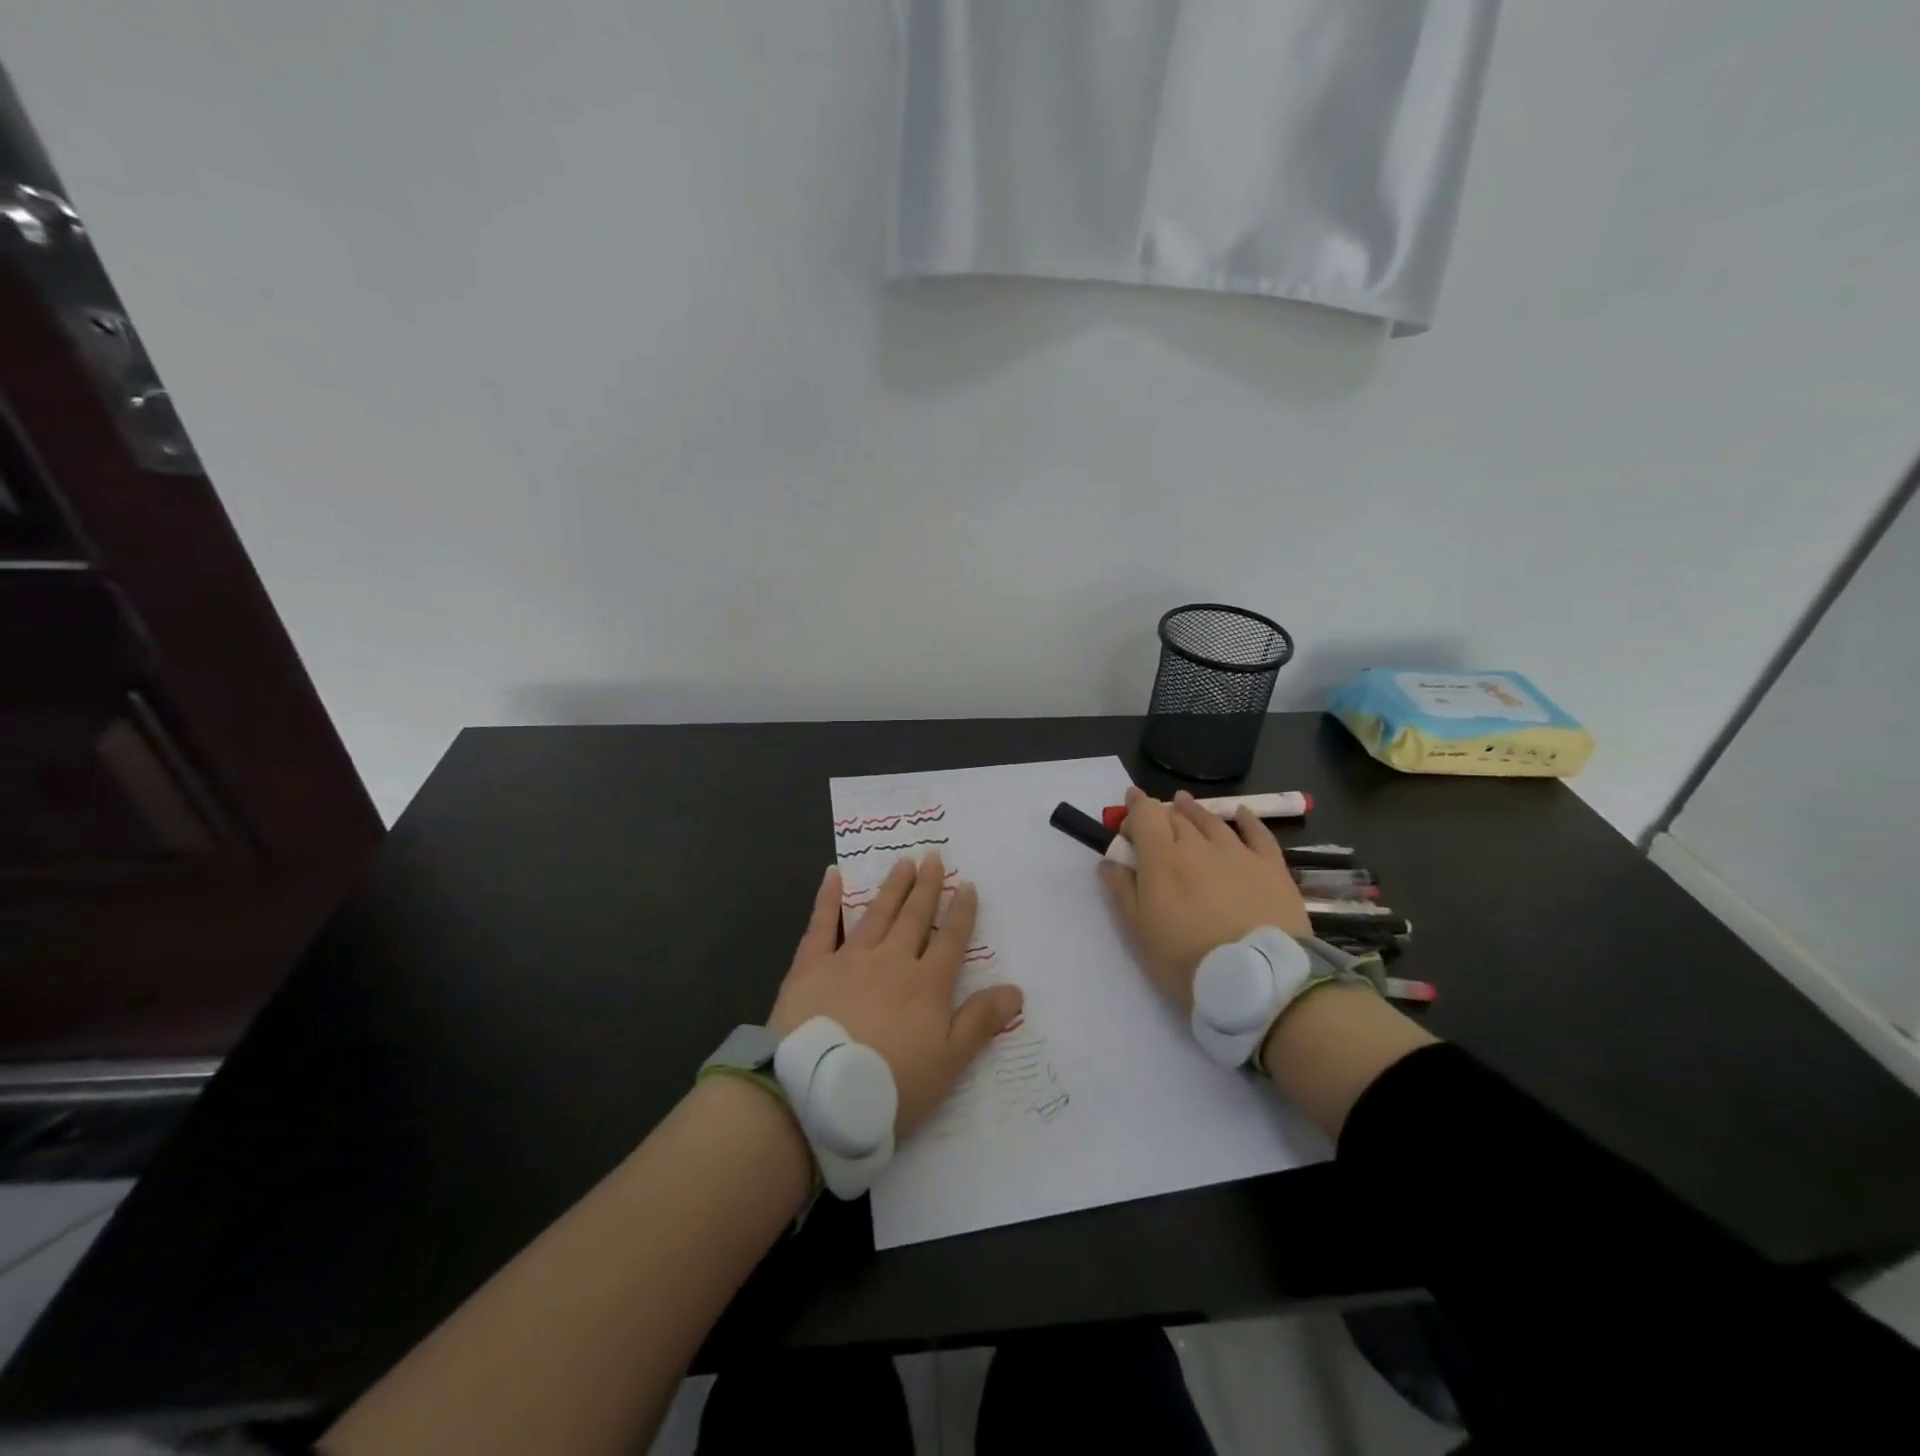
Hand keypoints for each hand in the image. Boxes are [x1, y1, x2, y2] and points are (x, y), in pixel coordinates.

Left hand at [769, 854, 1023, 1137]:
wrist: (817, 1094)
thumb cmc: (890, 1085)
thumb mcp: (948, 1062)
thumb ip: (980, 1022)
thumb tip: (1016, 989)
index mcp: (927, 983)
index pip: (951, 940)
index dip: (962, 912)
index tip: (968, 885)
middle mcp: (892, 960)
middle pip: (915, 917)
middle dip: (927, 887)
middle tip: (934, 857)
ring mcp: (850, 958)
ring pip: (877, 913)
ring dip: (893, 887)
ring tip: (904, 863)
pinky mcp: (811, 965)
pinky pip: (821, 924)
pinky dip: (828, 898)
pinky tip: (833, 874)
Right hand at [1099, 787, 1311, 1009]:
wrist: (1259, 980)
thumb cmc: (1187, 960)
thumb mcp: (1139, 932)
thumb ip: (1121, 891)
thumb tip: (1110, 861)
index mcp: (1162, 859)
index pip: (1145, 815)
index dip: (1135, 806)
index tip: (1129, 807)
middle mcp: (1198, 846)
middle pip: (1176, 816)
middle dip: (1161, 813)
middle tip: (1154, 822)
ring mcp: (1238, 853)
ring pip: (1211, 820)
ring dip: (1194, 810)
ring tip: (1184, 803)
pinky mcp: (1271, 867)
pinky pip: (1258, 833)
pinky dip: (1246, 819)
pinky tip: (1241, 813)